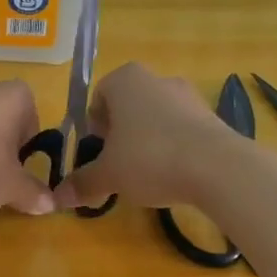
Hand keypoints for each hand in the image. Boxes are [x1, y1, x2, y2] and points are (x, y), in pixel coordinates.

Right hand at [53, 63, 232, 210]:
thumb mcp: (109, 175)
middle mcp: (157, 79)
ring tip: (147, 174)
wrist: (218, 167)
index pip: (99, 96)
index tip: (97, 151)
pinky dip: (174, 148)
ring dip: (148, 141)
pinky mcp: (213, 116)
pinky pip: (182, 130)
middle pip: (128, 106)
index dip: (94, 125)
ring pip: (156, 118)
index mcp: (125, 80)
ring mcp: (189, 95)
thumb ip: (83, 182)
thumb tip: (58, 197)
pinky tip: (175, 175)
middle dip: (120, 133)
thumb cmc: (150, 159)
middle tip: (118, 164)